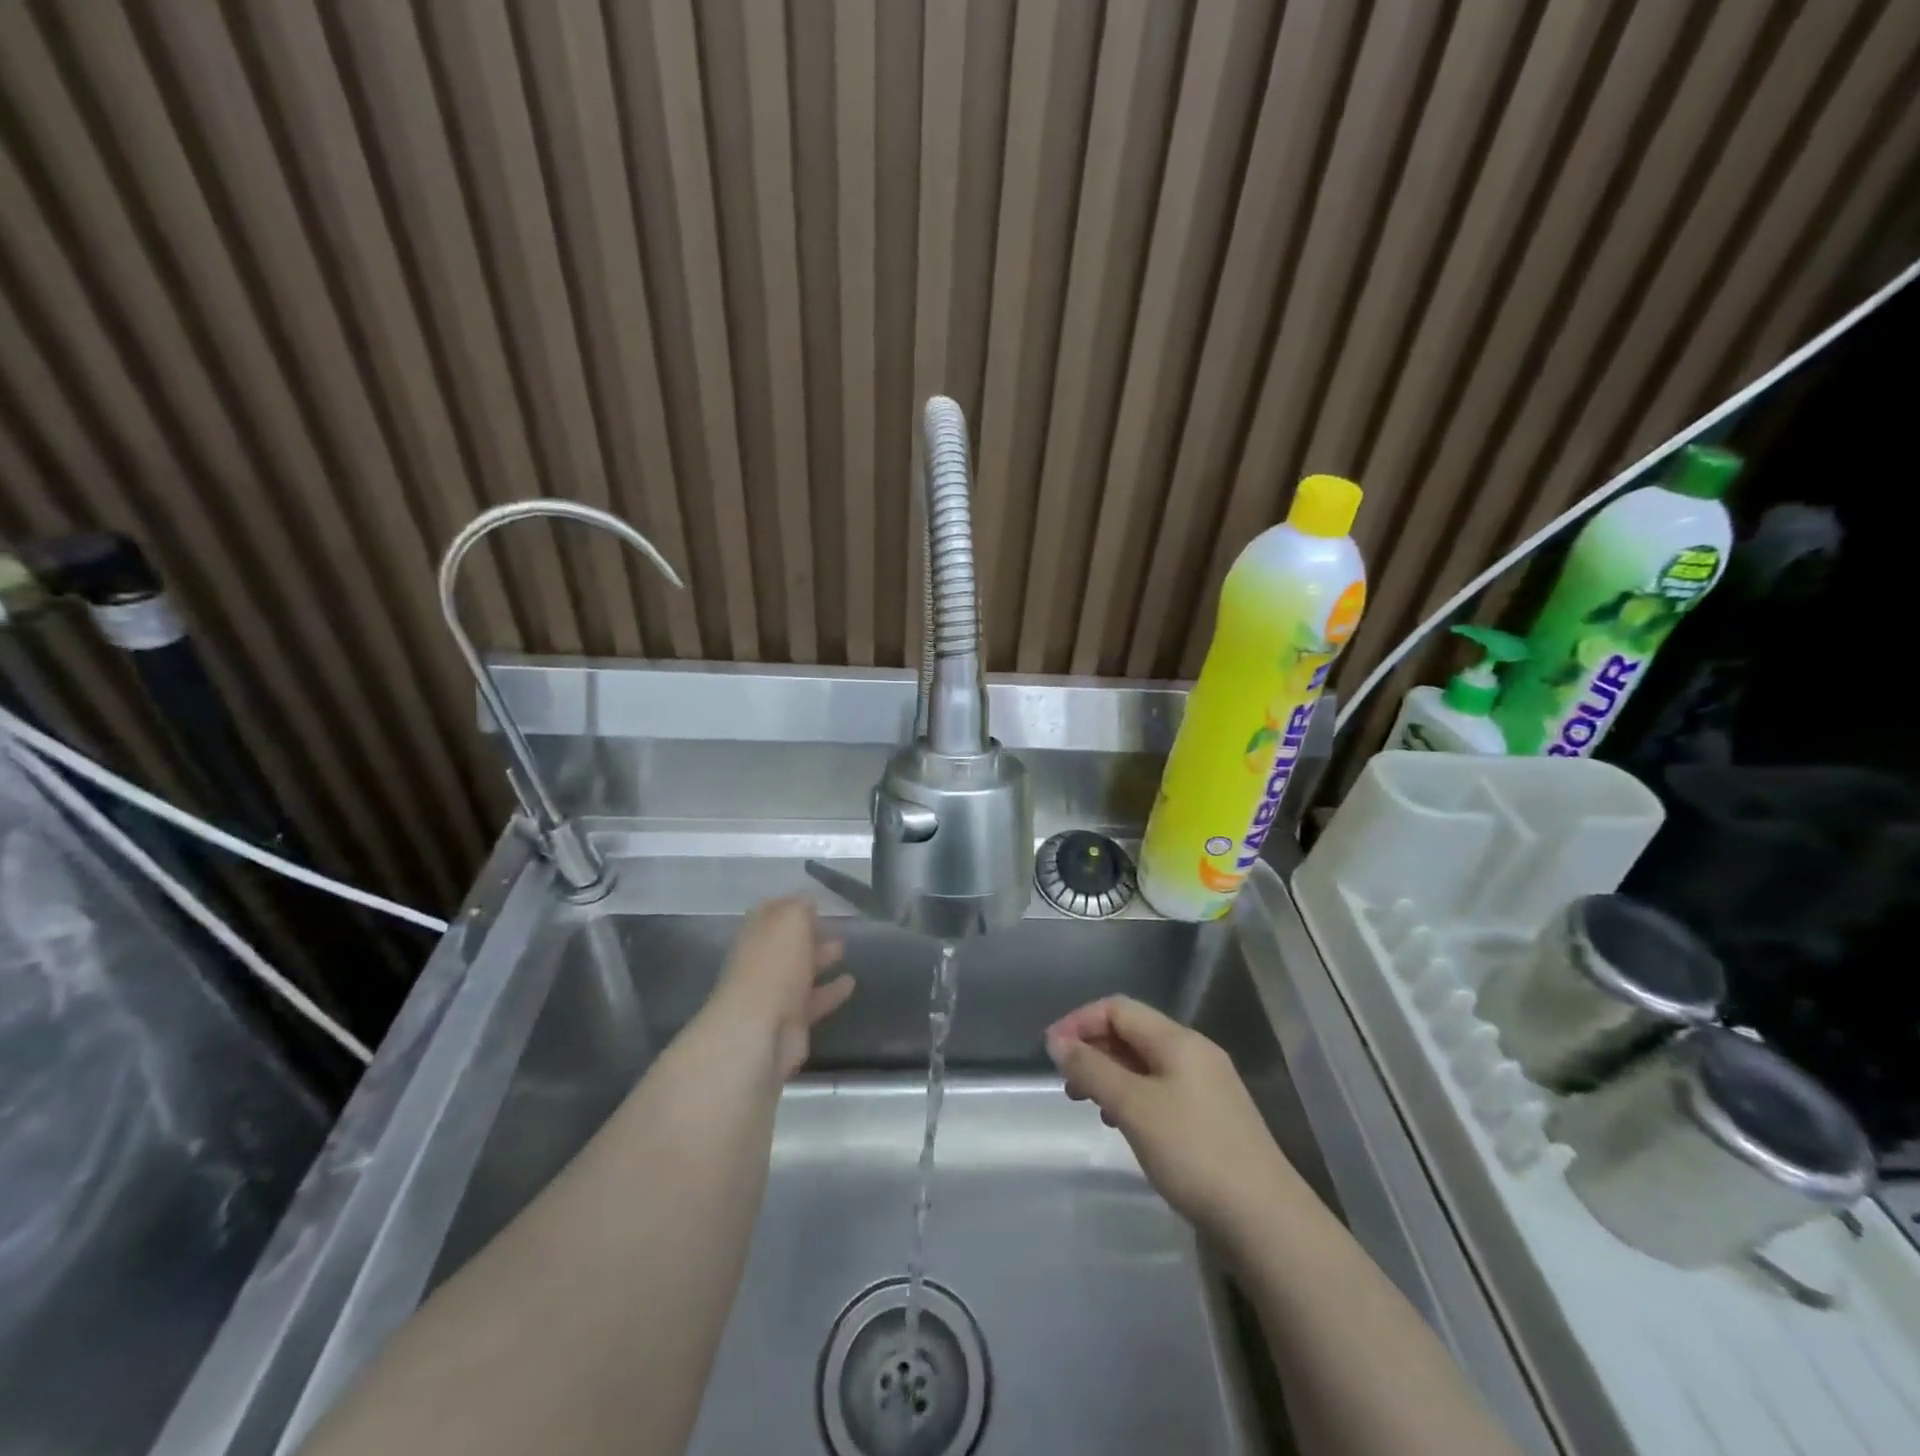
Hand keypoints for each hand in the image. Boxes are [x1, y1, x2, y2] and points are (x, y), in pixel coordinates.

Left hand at [705, 897, 853, 1079]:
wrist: (760, 1032)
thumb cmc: (774, 967)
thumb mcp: (790, 922)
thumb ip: (800, 908)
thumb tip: (806, 902)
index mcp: (756, 935)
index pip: (770, 912)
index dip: (790, 905)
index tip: (814, 901)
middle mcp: (761, 963)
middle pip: (786, 944)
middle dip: (807, 934)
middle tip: (834, 926)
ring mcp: (774, 994)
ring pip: (800, 971)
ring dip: (820, 960)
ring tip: (844, 949)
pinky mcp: (790, 1022)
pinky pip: (814, 1001)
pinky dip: (832, 991)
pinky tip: (851, 983)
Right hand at [1046, 996, 1296, 1239]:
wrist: (1265, 1221)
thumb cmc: (1193, 1153)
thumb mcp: (1133, 1106)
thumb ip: (1092, 1069)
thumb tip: (1057, 1040)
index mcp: (1178, 1040)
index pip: (1119, 1009)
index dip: (1080, 1021)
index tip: (1051, 1051)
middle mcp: (1195, 1053)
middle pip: (1133, 1033)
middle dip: (1093, 1048)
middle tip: (1066, 1081)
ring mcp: (1207, 1086)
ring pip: (1145, 1063)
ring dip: (1110, 1074)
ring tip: (1087, 1103)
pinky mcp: (1212, 1119)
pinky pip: (1161, 1090)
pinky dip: (1133, 1097)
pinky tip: (1123, 1125)